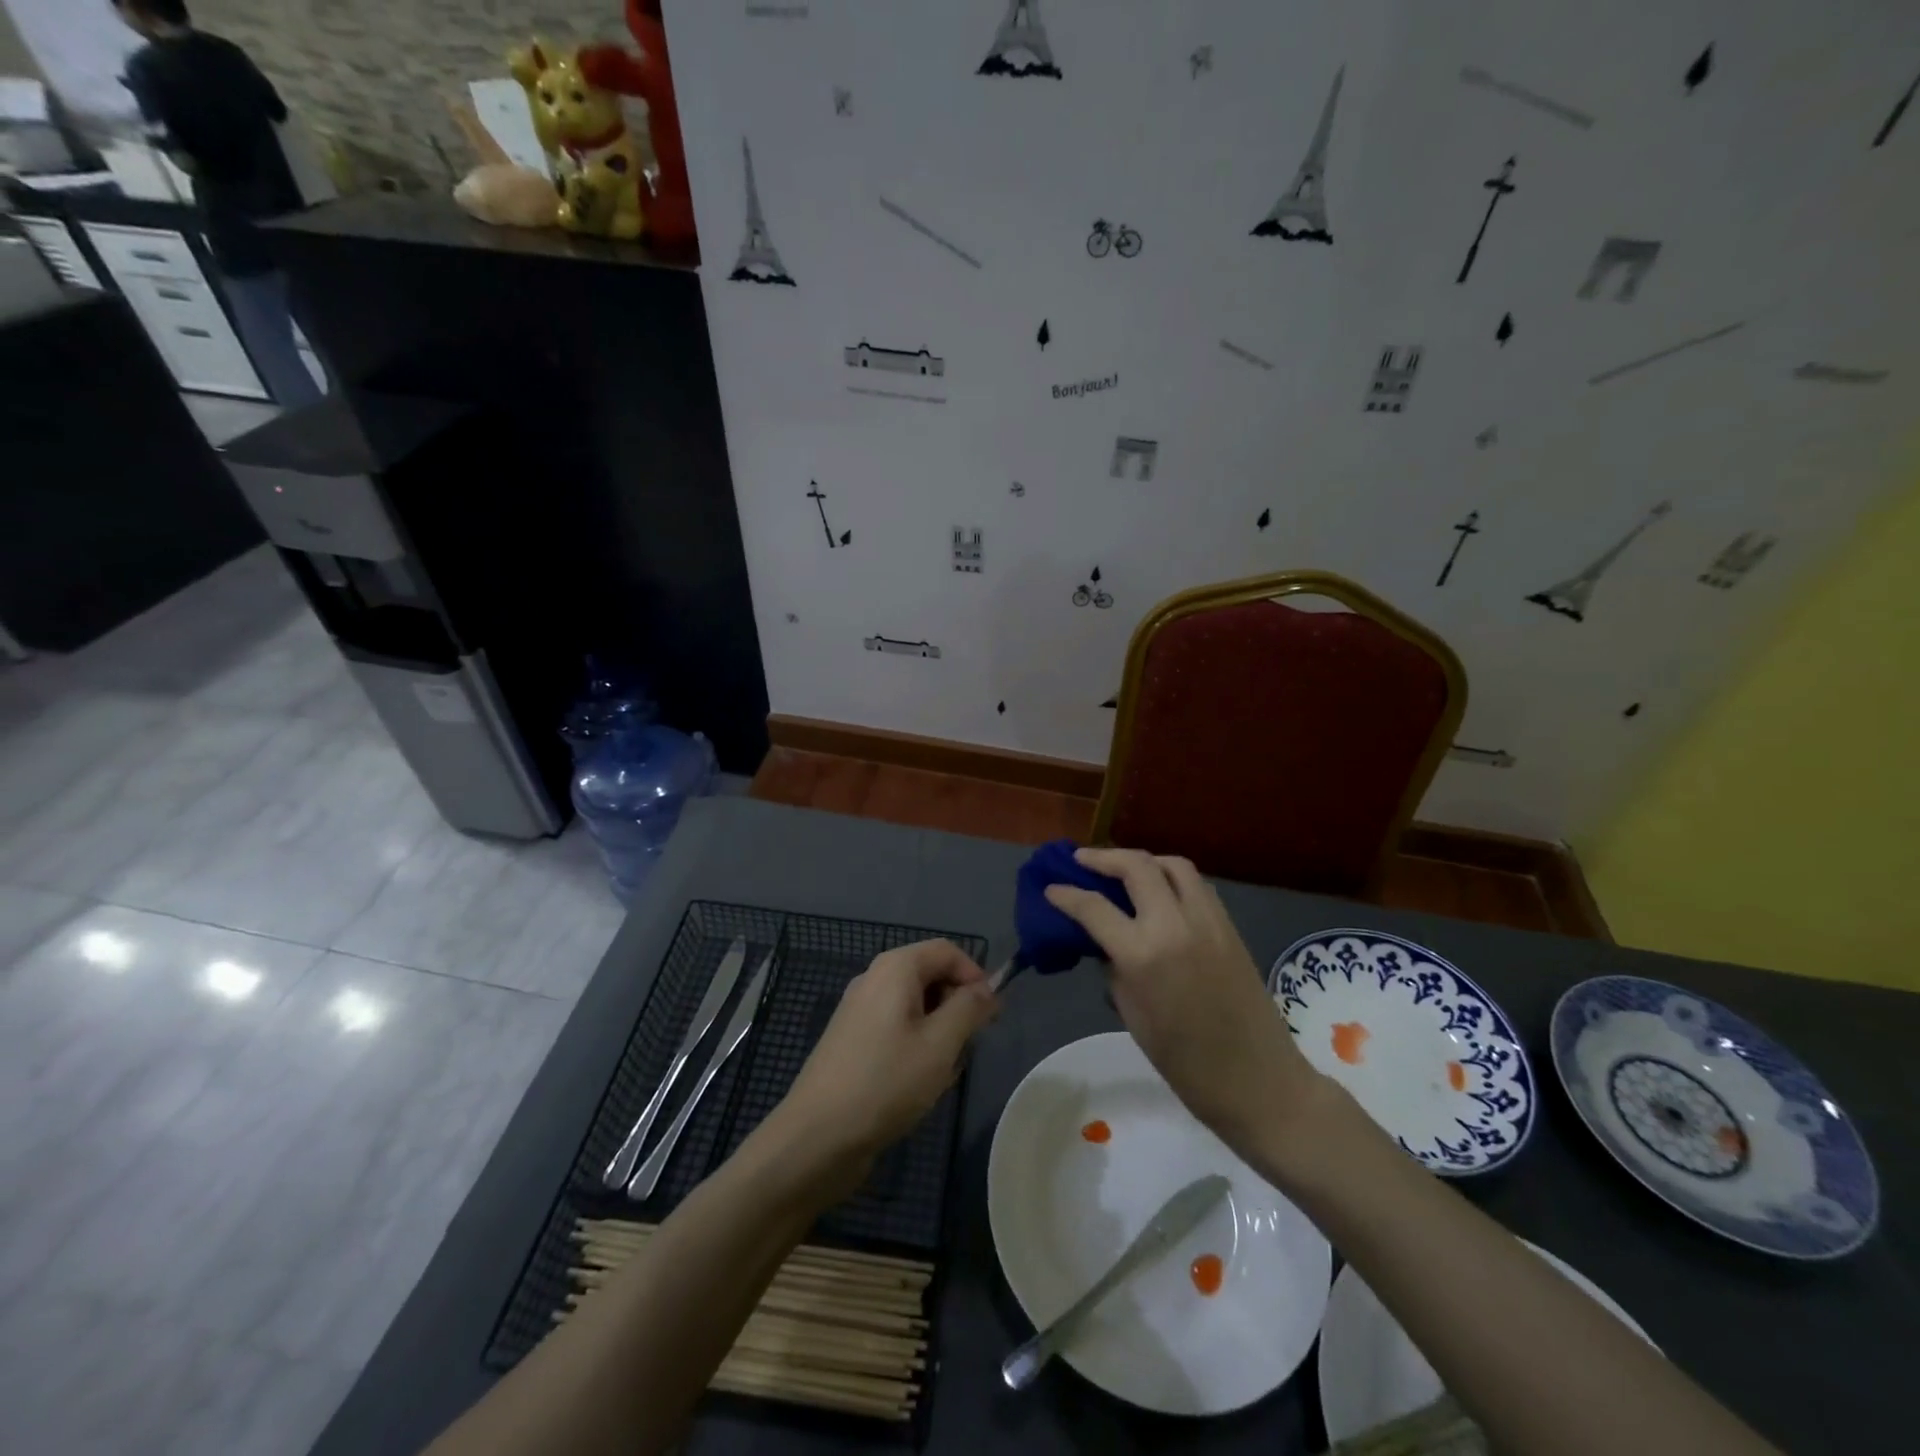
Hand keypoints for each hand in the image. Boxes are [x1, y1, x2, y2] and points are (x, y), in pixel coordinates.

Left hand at [772, 940, 998, 1188]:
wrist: (816, 1138)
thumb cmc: (885, 1082)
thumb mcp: (940, 1044)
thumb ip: (969, 1008)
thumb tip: (988, 988)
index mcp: (895, 968)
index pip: (947, 951)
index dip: (975, 976)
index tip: (991, 1016)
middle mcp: (874, 980)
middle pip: (931, 975)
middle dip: (957, 1006)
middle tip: (967, 1048)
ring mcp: (860, 1011)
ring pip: (916, 1006)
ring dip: (938, 1032)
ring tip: (941, 1073)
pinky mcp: (853, 1041)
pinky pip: (897, 1028)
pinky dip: (916, 1047)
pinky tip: (918, 1084)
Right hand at [1046, 848, 1325, 1146]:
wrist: (1259, 1081)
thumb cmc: (1186, 1064)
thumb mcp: (1133, 1016)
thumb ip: (1115, 968)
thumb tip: (1105, 942)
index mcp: (1144, 955)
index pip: (1095, 908)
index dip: (1066, 895)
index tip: (1050, 888)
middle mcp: (1175, 925)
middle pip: (1136, 867)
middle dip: (1103, 857)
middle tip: (1081, 861)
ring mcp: (1208, 920)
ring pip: (1172, 864)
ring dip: (1142, 860)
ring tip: (1122, 869)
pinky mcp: (1229, 925)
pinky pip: (1196, 885)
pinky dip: (1171, 877)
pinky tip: (1159, 891)